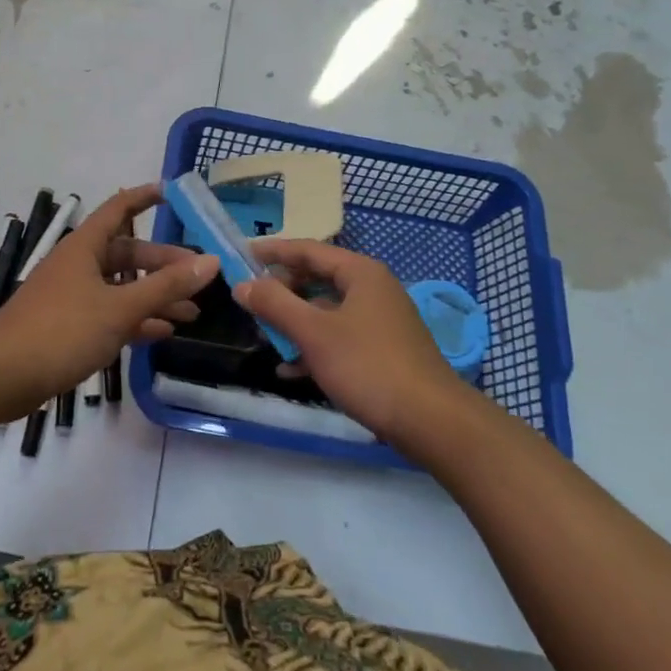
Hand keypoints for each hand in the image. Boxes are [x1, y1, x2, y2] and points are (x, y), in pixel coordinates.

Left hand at [0, 185, 217, 421]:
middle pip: (127, 253)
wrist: (0, 376)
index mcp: (85, 247)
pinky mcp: (69, 326)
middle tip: (199, 276)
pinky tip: (162, 333)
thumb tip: (211, 262)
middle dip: (163, 263)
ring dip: (154, 296)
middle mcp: (79, 265)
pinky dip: (136, 320)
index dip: (145, 197)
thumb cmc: (61, 330)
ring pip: (122, 287)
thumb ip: (165, 286)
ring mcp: (73, 296)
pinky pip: (111, 314)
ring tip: (192, 312)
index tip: (173, 193)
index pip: (119, 208)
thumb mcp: (120, 307)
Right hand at [234, 239, 478, 451]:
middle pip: (317, 278)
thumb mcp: (314, 333)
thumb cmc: (368, 366)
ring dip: (294, 322)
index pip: (308, 250)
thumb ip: (275, 304)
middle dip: (282, 291)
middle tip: (250, 302)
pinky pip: (339, 337)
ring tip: (264, 337)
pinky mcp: (382, 350)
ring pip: (326, 311)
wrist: (431, 421)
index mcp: (360, 272)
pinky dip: (314, 346)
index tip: (240, 254)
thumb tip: (242, 284)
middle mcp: (372, 288)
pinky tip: (290, 371)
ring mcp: (380, 320)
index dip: (272, 251)